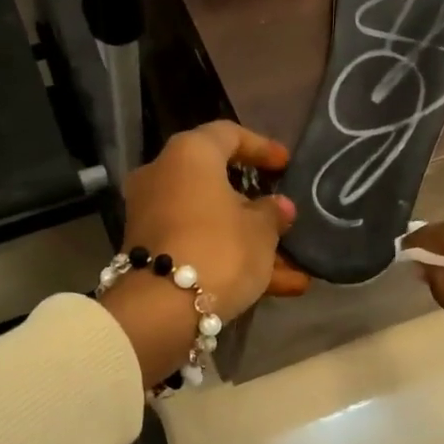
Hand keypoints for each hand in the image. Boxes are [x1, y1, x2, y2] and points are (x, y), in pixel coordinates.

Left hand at [102, 122, 309, 385]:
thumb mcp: (261, 231)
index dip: (261, 148)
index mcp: (189, 155)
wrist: (162, 308)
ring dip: (250, 243)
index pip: (228, 135)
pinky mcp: (150, 252)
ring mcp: (153, 217)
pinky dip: (231, 261)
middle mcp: (163, 177)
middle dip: (254, 206)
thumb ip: (272, 214)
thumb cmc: (219, 249)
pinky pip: (198, 246)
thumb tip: (278, 207)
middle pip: (216, 184)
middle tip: (283, 217)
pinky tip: (277, 288)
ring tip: (293, 268)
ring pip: (211, 223)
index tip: (285, 165)